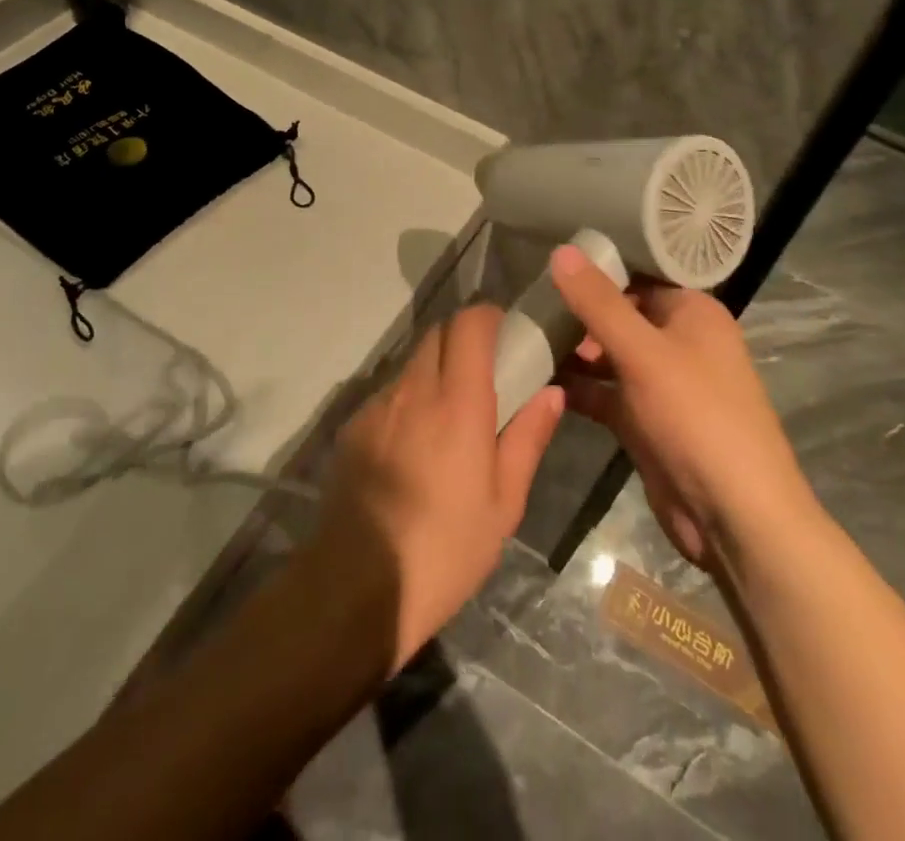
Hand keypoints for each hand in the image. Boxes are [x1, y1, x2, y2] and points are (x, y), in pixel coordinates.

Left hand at [306, 305, 563, 673]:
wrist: (357, 586)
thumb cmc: (446, 549)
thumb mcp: (503, 504)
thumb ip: (527, 438)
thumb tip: (551, 393)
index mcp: (458, 403)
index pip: (469, 325)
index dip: (488, 317)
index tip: (505, 333)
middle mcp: (414, 390)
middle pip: (437, 333)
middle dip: (463, 339)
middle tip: (485, 373)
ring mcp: (377, 406)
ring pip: (411, 362)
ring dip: (434, 370)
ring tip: (449, 415)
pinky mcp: (352, 426)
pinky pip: (388, 394)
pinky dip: (408, 400)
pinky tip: (413, 446)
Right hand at [551, 244, 807, 567]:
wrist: (735, 517)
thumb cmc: (696, 417)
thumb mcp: (643, 353)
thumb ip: (599, 303)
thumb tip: (560, 251)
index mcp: (692, 313)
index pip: (639, 275)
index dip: (597, 267)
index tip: (548, 261)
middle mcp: (679, 341)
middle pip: (620, 314)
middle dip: (577, 311)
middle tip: (527, 303)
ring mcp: (661, 384)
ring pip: (608, 354)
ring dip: (572, 349)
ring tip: (522, 337)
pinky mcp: (645, 420)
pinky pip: (605, 391)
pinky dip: (577, 386)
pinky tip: (536, 378)